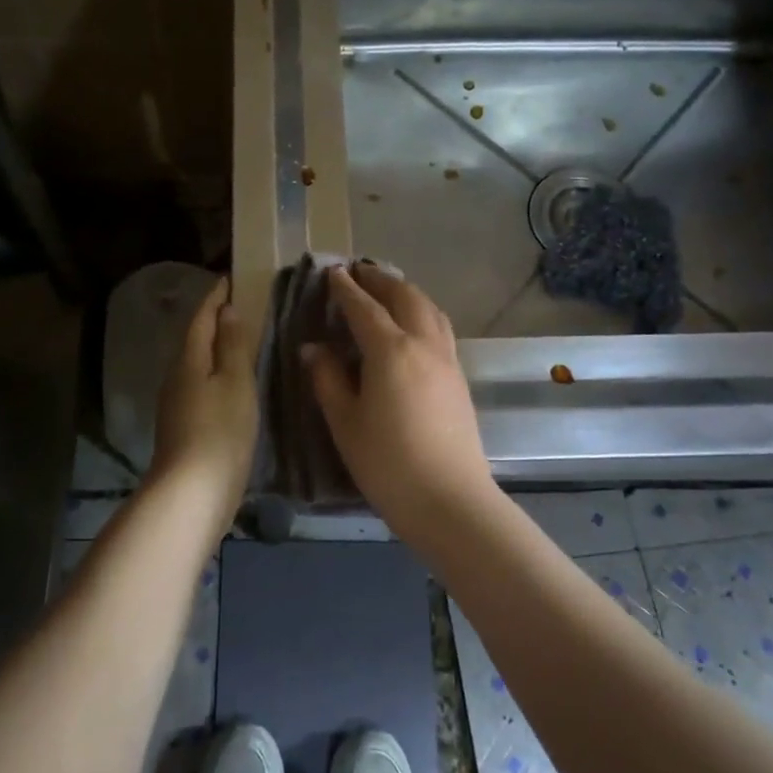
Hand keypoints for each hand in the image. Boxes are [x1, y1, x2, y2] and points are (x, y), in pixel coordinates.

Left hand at [147, 277, 258, 523]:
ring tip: (242, 341)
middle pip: (195, 340)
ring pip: (197, 365)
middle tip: (241, 306)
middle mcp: (176, 378)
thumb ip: (233, 346)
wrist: (192, 494)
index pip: (201, 319)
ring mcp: (177, 405)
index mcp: (188, 361)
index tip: (229, 279)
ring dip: (216, 349)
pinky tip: (233, 384)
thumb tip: (227, 311)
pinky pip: (201, 387)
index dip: (214, 298)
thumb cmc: (220, 432)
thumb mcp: (235, 383)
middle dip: (214, 321)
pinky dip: (217, 375)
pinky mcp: (184, 428)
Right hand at [303, 264, 494, 528]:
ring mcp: (447, 360)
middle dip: (380, 280)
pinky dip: (422, 312)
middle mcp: (423, 344)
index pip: (364, 308)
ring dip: (406, 292)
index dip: (345, 289)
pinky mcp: (460, 378)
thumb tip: (313, 348)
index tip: (332, 272)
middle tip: (359, 272)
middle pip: (404, 297)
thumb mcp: (345, 422)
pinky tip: (412, 326)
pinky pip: (440, 328)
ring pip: (429, 309)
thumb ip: (327, 379)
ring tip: (387, 290)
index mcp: (390, 351)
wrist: (450, 500)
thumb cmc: (387, 463)